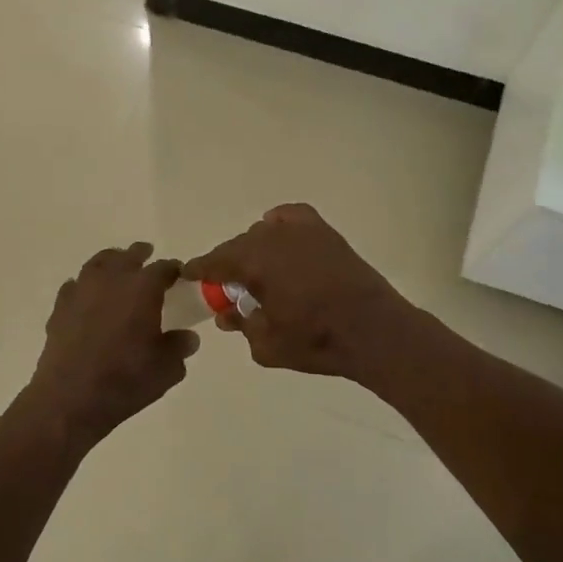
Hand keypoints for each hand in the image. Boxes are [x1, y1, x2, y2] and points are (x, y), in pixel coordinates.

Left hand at [21, 241, 199, 454]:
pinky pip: (75, 285)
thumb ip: (179, 347)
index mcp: (143, 288)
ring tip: (117, 269)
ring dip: (111, 262)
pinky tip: (88, 298)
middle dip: (141, 256)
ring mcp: (82, 290)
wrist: (71, 398)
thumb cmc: (126, 380)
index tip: (178, 276)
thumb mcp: (167, 369)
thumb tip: (187, 337)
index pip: (163, 268)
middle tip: (148, 258)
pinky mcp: (60, 307)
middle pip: (128, 256)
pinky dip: (85, 286)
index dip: (173, 270)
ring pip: (98, 263)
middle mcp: (112, 279)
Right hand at [183, 204, 412, 377]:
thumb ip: (241, 325)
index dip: (199, 269)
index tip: (189, 275)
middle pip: (238, 246)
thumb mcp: (266, 344)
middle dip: (228, 265)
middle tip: (228, 287)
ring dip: (254, 250)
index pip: (214, 261)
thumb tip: (227, 315)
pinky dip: (279, 224)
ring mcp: (300, 231)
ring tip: (259, 273)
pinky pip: (290, 217)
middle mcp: (272, 238)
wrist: (373, 331)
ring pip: (263, 233)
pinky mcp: (324, 232)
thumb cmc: (316, 341)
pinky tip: (280, 238)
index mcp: (253, 263)